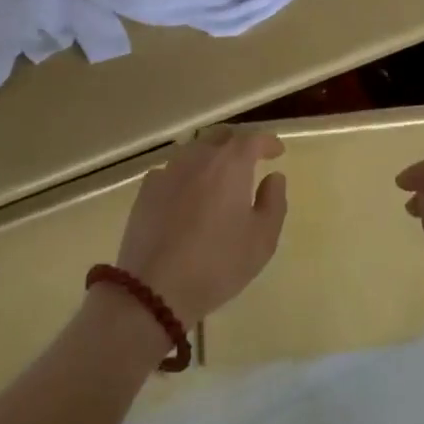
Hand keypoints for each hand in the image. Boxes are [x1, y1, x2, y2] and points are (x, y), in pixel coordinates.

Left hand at [114, 126, 287, 324]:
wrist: (154, 287)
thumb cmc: (218, 263)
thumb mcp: (262, 239)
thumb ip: (273, 202)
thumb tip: (274, 177)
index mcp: (230, 164)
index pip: (253, 139)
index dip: (268, 142)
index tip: (277, 151)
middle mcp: (198, 157)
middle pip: (220, 136)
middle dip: (238, 143)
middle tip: (249, 159)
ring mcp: (168, 170)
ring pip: (194, 150)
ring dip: (210, 156)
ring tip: (218, 176)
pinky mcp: (146, 189)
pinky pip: (172, 170)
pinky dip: (185, 174)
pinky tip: (187, 194)